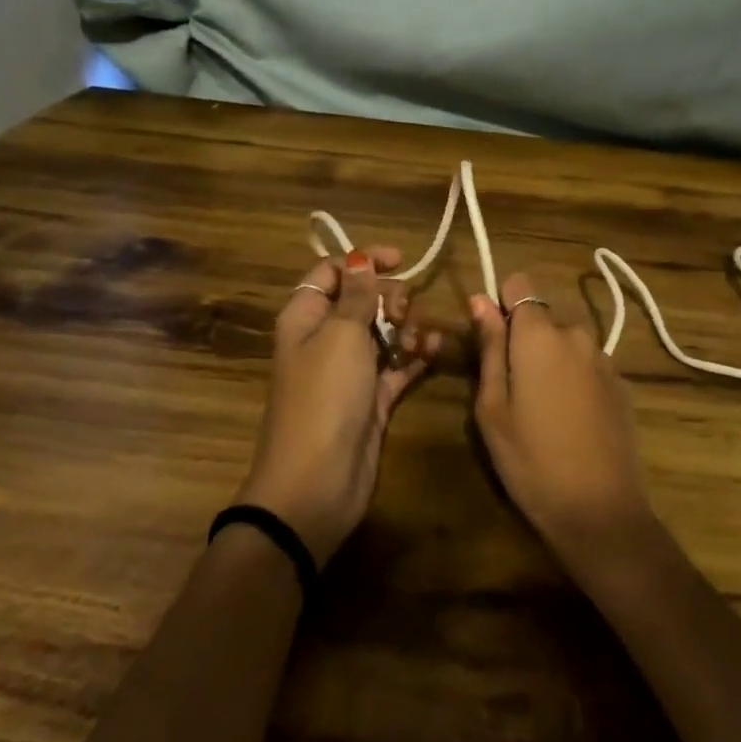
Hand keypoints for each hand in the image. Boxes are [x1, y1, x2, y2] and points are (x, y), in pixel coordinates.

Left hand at [240, 248, 440, 566]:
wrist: (317, 482)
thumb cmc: (324, 397)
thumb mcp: (341, 335)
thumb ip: (357, 296)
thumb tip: (361, 259)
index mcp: (306, 317)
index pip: (331, 273)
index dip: (363, 261)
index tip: (401, 259)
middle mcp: (326, 339)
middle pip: (362, 301)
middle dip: (389, 297)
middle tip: (403, 311)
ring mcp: (350, 370)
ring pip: (384, 332)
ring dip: (407, 327)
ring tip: (418, 339)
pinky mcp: (373, 398)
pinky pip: (398, 365)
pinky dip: (416, 356)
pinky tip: (434, 350)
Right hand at [470, 272, 656, 567]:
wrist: (600, 511)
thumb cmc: (531, 460)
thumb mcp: (493, 407)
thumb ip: (489, 347)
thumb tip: (480, 300)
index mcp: (540, 334)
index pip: (519, 284)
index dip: (502, 303)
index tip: (492, 339)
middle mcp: (577, 334)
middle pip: (542, 318)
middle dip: (524, 341)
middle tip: (511, 391)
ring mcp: (605, 359)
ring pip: (566, 343)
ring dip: (551, 361)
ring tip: (542, 412)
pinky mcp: (623, 384)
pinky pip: (588, 366)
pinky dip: (575, 380)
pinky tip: (572, 423)